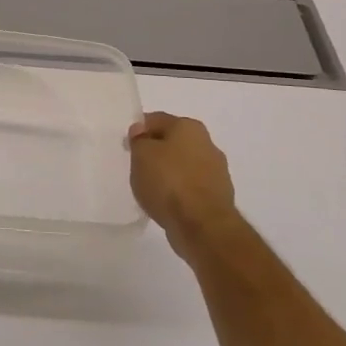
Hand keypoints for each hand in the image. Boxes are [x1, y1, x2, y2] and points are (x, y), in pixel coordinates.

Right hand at [128, 111, 243, 267]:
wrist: (202, 225)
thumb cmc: (168, 182)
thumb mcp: (141, 155)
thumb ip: (139, 140)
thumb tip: (141, 131)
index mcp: (189, 127)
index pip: (156, 120)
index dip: (139, 130)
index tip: (127, 146)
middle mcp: (208, 144)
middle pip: (173, 141)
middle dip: (156, 151)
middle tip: (137, 165)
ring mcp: (216, 171)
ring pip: (183, 165)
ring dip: (169, 172)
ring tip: (150, 187)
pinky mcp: (218, 196)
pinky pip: (191, 186)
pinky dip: (179, 191)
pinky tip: (166, 202)